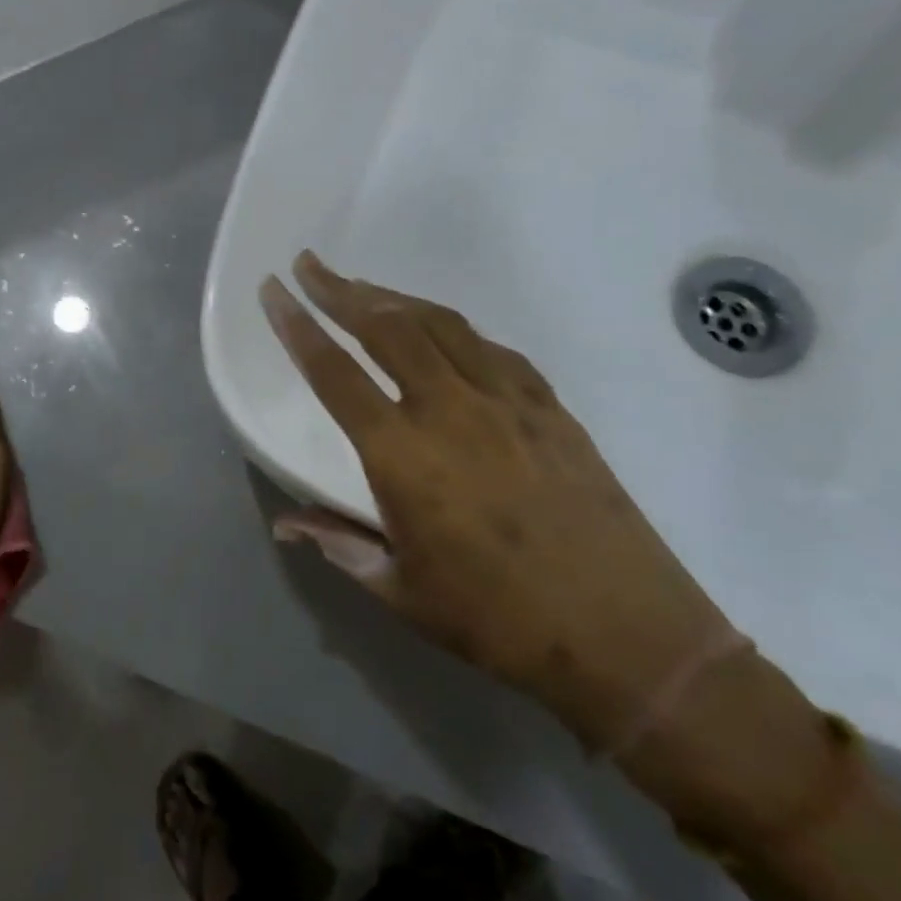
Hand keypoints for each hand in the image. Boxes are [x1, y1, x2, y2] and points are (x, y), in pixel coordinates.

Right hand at [261, 253, 738, 750]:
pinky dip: (454, 330)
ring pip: (441, 325)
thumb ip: (339, 544)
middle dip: (340, 290)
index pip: (334, 374)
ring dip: (395, 297)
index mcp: (402, 456)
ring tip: (364, 286)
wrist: (627, 635)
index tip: (273, 290)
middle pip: (386, 328)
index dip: (297, 327)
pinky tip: (443, 332)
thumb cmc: (497, 620)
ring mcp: (507, 402)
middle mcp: (450, 411)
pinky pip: (492, 349)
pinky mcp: (550, 408)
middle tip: (309, 264)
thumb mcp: (401, 592)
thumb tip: (286, 524)